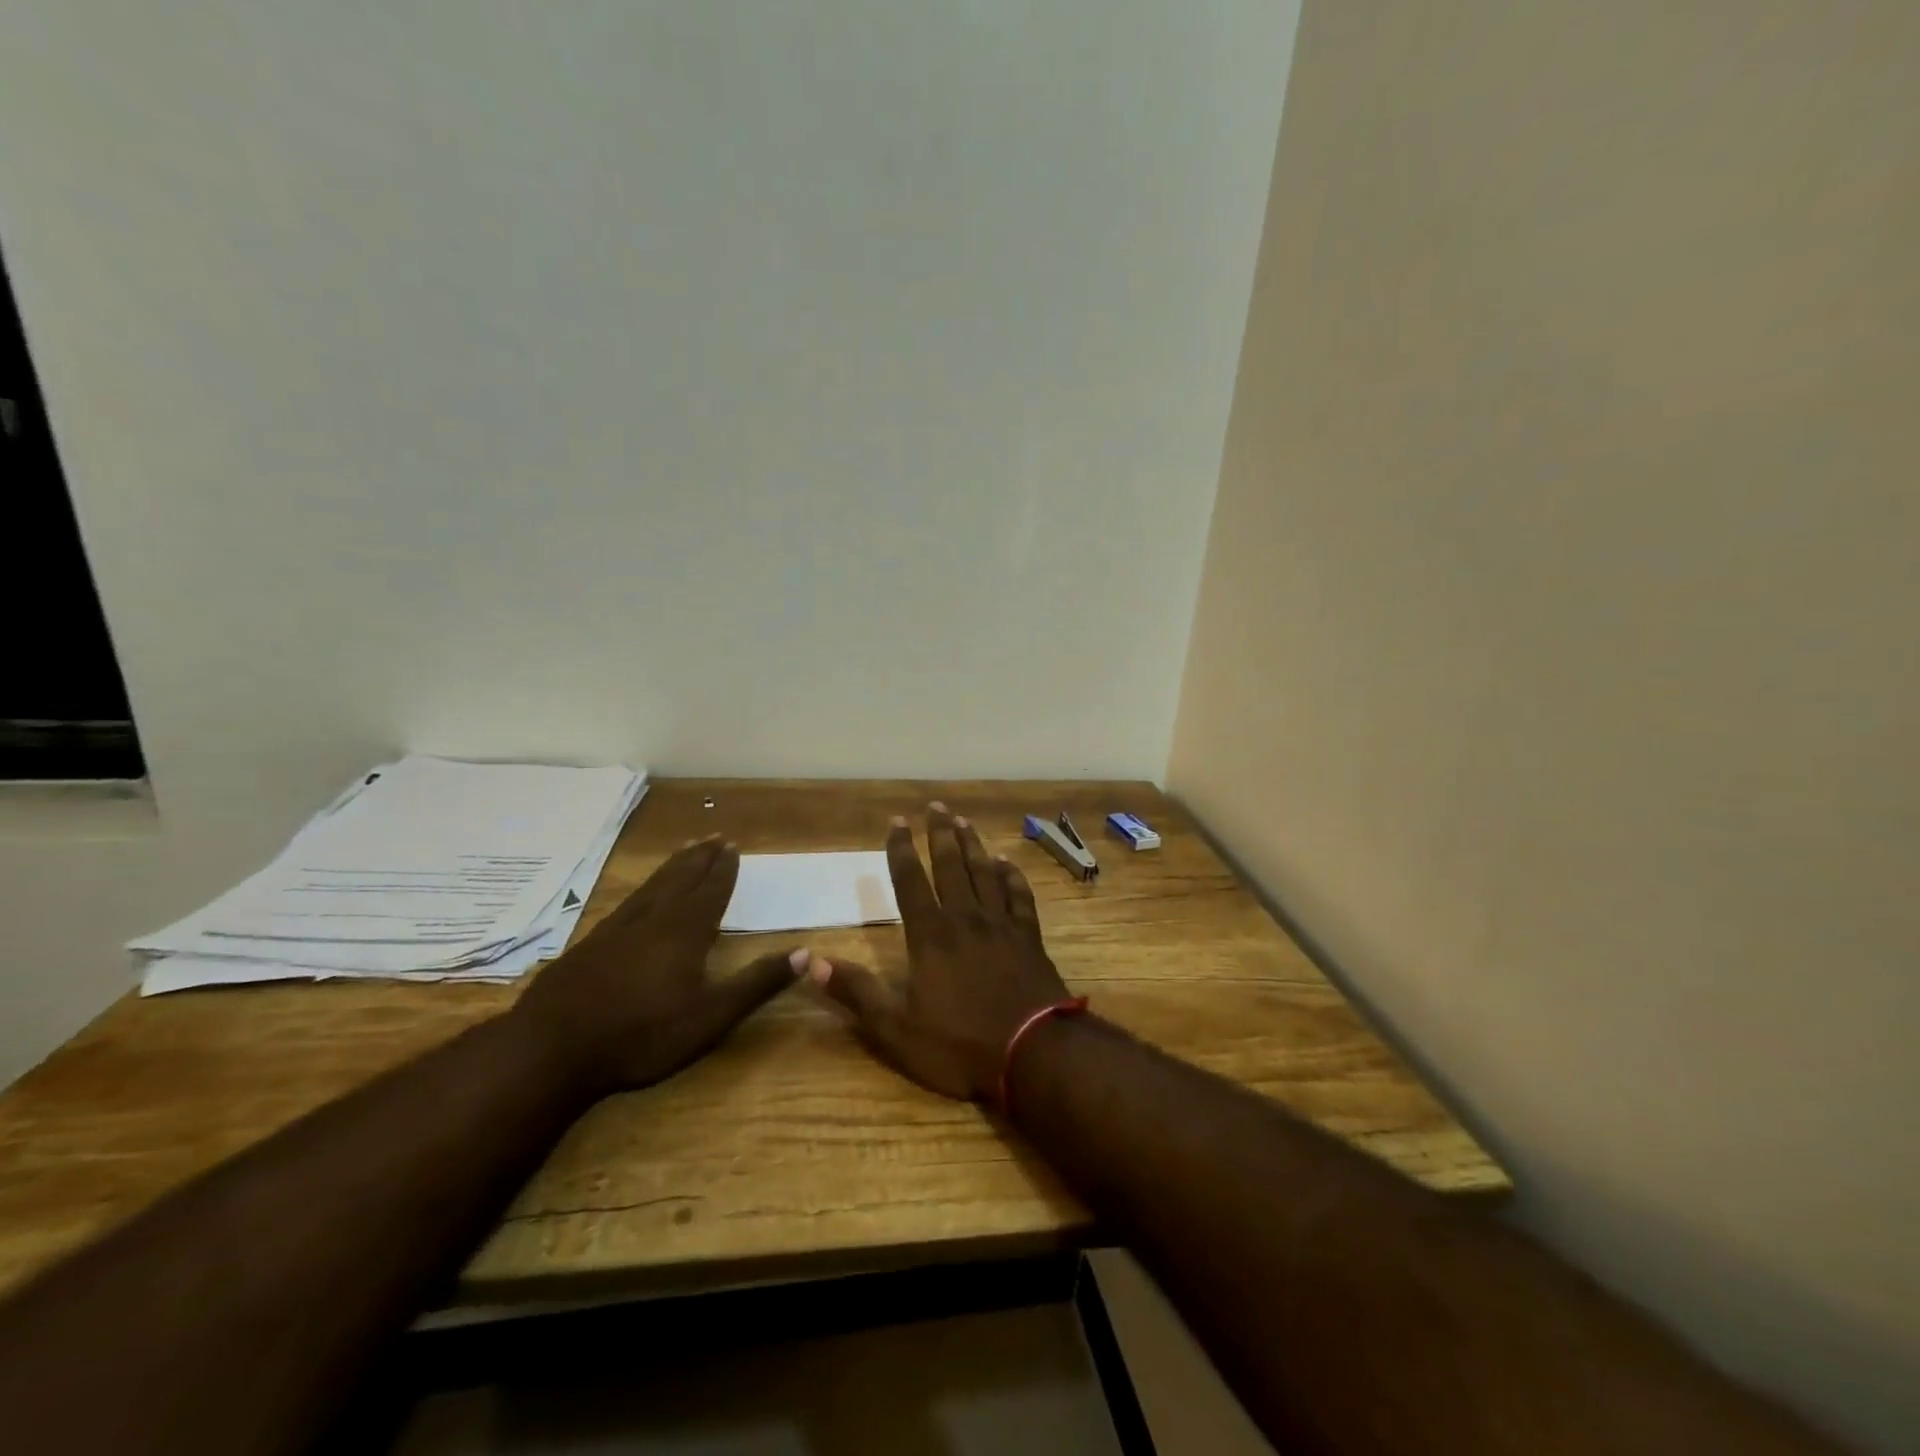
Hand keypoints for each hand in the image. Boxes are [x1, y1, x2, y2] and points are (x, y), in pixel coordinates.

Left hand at [513, 837, 800, 1098]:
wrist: (553, 1048)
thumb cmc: (643, 1034)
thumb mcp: (712, 1016)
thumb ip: (757, 983)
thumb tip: (806, 953)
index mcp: (686, 931)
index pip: (711, 891)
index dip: (724, 869)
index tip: (733, 846)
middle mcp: (653, 920)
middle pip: (681, 879)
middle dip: (700, 858)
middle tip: (713, 836)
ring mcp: (617, 930)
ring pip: (652, 887)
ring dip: (672, 867)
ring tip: (683, 850)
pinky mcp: (589, 945)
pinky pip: (626, 903)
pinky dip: (642, 890)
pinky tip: (638, 897)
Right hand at [810, 804, 1070, 1100]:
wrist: (1034, 1053)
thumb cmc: (960, 1044)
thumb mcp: (896, 1028)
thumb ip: (856, 991)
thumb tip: (809, 961)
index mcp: (931, 935)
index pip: (910, 880)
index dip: (901, 849)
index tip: (897, 821)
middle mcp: (965, 919)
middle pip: (950, 866)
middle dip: (940, 833)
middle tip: (936, 805)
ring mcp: (1001, 925)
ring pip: (984, 873)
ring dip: (972, 845)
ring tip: (964, 821)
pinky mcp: (1030, 937)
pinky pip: (1019, 896)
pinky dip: (1011, 876)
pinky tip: (1006, 863)